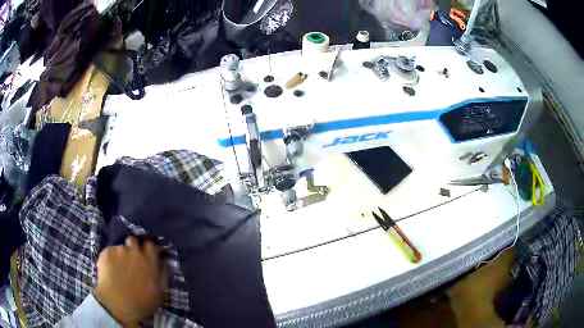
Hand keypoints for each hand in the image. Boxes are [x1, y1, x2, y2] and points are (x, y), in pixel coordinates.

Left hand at [93, 237, 166, 326]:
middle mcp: (134, 251)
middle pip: (134, 240)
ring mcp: (119, 250)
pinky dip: (111, 259)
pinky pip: (110, 252)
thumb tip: (165, 261)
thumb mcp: (159, 292)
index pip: (151, 244)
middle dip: (133, 247)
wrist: (117, 306)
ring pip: (121, 247)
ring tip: (119, 267)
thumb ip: (163, 274)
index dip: (149, 248)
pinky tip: (111, 270)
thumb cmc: (142, 303)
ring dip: (122, 254)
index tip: (147, 254)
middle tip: (132, 259)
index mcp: (149, 260)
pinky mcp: (106, 253)